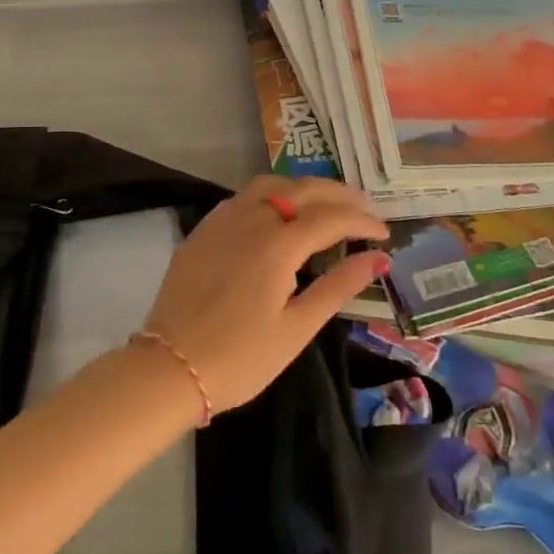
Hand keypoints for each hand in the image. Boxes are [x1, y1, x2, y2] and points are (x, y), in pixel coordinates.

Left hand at [142, 176, 389, 413]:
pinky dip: (271, 195)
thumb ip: (338, 287)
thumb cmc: (240, 358)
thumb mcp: (297, 329)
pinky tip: (277, 214)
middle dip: (338, 194)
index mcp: (278, 244)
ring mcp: (222, 220)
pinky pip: (243, 198)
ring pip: (270, 184)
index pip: (331, 218)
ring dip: (303, 188)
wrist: (169, 369)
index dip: (362, 221)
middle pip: (302, 189)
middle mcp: (251, 220)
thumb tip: (378, 258)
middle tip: (364, 207)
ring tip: (324, 203)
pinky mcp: (203, 230)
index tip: (384, 232)